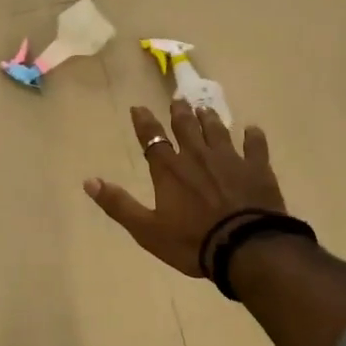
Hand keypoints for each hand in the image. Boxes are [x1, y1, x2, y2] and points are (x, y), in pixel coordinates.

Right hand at [85, 102, 285, 277]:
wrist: (245, 247)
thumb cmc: (192, 241)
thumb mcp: (147, 229)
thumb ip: (118, 204)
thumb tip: (89, 181)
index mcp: (170, 170)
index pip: (152, 139)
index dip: (144, 122)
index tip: (138, 107)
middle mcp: (197, 156)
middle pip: (186, 128)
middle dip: (180, 112)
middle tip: (178, 99)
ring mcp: (230, 160)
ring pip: (217, 131)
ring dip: (209, 119)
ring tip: (204, 108)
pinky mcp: (257, 169)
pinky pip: (255, 146)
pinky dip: (253, 136)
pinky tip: (252, 129)